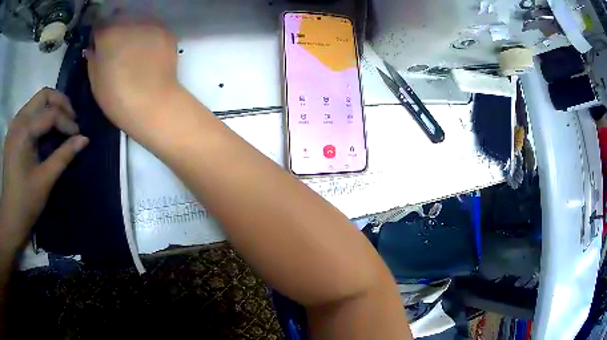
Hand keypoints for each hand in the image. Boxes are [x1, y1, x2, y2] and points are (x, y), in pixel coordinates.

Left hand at [0, 88, 87, 244]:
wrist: (10, 218)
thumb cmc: (26, 202)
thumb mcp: (45, 180)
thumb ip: (64, 155)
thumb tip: (84, 139)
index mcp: (23, 132)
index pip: (50, 114)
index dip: (67, 122)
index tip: (78, 135)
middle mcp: (18, 120)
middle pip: (43, 96)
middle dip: (60, 103)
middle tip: (71, 119)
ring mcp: (14, 125)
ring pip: (36, 101)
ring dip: (51, 108)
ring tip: (60, 124)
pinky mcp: (13, 132)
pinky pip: (29, 113)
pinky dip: (40, 116)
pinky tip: (45, 131)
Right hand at [86, 19, 180, 134]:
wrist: (152, 103)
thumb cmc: (116, 97)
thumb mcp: (95, 81)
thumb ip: (92, 59)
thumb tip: (93, 49)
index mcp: (108, 33)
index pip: (99, 26)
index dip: (97, 36)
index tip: (98, 47)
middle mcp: (130, 22)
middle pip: (119, 20)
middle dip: (116, 31)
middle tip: (116, 50)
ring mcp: (151, 25)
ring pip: (138, 22)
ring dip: (133, 32)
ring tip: (134, 51)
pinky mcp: (166, 32)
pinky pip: (153, 30)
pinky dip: (148, 37)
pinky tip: (148, 54)